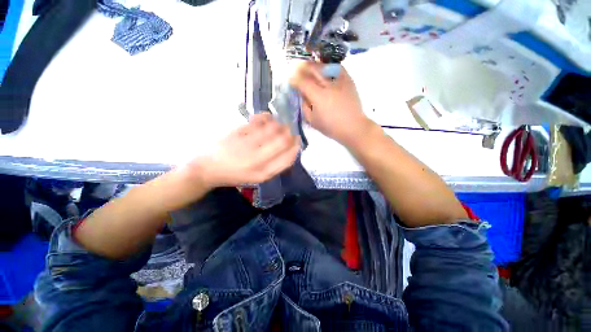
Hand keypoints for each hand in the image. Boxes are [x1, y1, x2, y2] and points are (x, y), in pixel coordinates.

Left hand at [195, 114, 299, 187]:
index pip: (289, 158)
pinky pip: (259, 120)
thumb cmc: (237, 175)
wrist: (210, 168)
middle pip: (283, 141)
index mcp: (264, 173)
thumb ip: (275, 165)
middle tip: (290, 131)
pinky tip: (269, 119)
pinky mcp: (238, 132)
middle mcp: (258, 159)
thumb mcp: (259, 177)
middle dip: (291, 134)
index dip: (296, 147)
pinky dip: (267, 117)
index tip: (297, 141)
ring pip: (273, 128)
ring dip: (281, 124)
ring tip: (280, 125)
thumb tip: (291, 149)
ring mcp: (247, 144)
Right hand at [289, 62, 375, 146]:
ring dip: (314, 65)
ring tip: (309, 67)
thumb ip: (304, 106)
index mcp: (318, 96)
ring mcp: (339, 81)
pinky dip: (329, 66)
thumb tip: (302, 95)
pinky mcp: (349, 80)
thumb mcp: (312, 121)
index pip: (302, 82)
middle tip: (297, 68)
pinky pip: (337, 68)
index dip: (294, 79)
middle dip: (302, 67)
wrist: (353, 127)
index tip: (290, 78)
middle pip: (312, 69)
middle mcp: (328, 85)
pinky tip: (325, 69)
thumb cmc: (331, 127)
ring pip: (324, 66)